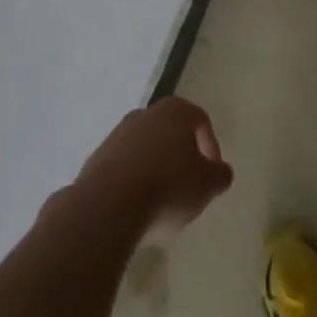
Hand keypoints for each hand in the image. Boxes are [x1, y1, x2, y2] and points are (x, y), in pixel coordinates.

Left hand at [73, 96, 233, 239]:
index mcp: (175, 111)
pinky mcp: (95, 159)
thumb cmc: (168, 186)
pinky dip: (133, 181)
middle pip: (170, 132)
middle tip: (188, 184)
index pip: (200, 120)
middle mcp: (145, 114)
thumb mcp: (208, 184)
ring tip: (162, 200)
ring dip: (155, 168)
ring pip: (145, 148)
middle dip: (180, 155)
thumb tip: (220, 172)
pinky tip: (137, 205)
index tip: (213, 174)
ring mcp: (116, 135)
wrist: (109, 204)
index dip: (211, 146)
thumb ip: (220, 174)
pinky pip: (123, 167)